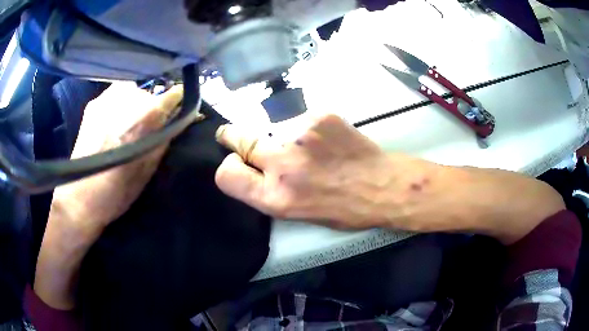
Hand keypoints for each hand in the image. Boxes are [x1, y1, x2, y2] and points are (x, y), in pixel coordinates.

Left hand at [50, 82, 184, 237]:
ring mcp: (108, 96)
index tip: (175, 111)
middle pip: (150, 92)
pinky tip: (111, 124)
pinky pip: (113, 96)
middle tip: (144, 127)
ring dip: (133, 103)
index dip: (176, 102)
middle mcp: (130, 96)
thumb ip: (165, 137)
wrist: (82, 196)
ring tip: (126, 124)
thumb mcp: (150, 167)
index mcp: (148, 114)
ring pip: (131, 90)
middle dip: (151, 106)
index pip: (174, 94)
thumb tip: (177, 120)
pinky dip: (117, 105)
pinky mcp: (94, 103)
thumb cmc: (119, 189)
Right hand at [214, 114, 435, 229]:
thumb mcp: (297, 213)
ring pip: (271, 127)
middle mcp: (282, 164)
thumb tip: (250, 167)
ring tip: (307, 147)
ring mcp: (300, 134)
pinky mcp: (319, 115)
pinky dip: (304, 128)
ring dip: (278, 136)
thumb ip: (267, 190)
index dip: (228, 167)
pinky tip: (324, 140)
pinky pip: (298, 119)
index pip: (226, 175)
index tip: (237, 163)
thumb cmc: (342, 208)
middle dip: (235, 138)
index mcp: (276, 197)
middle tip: (243, 138)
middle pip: (238, 138)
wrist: (382, 184)